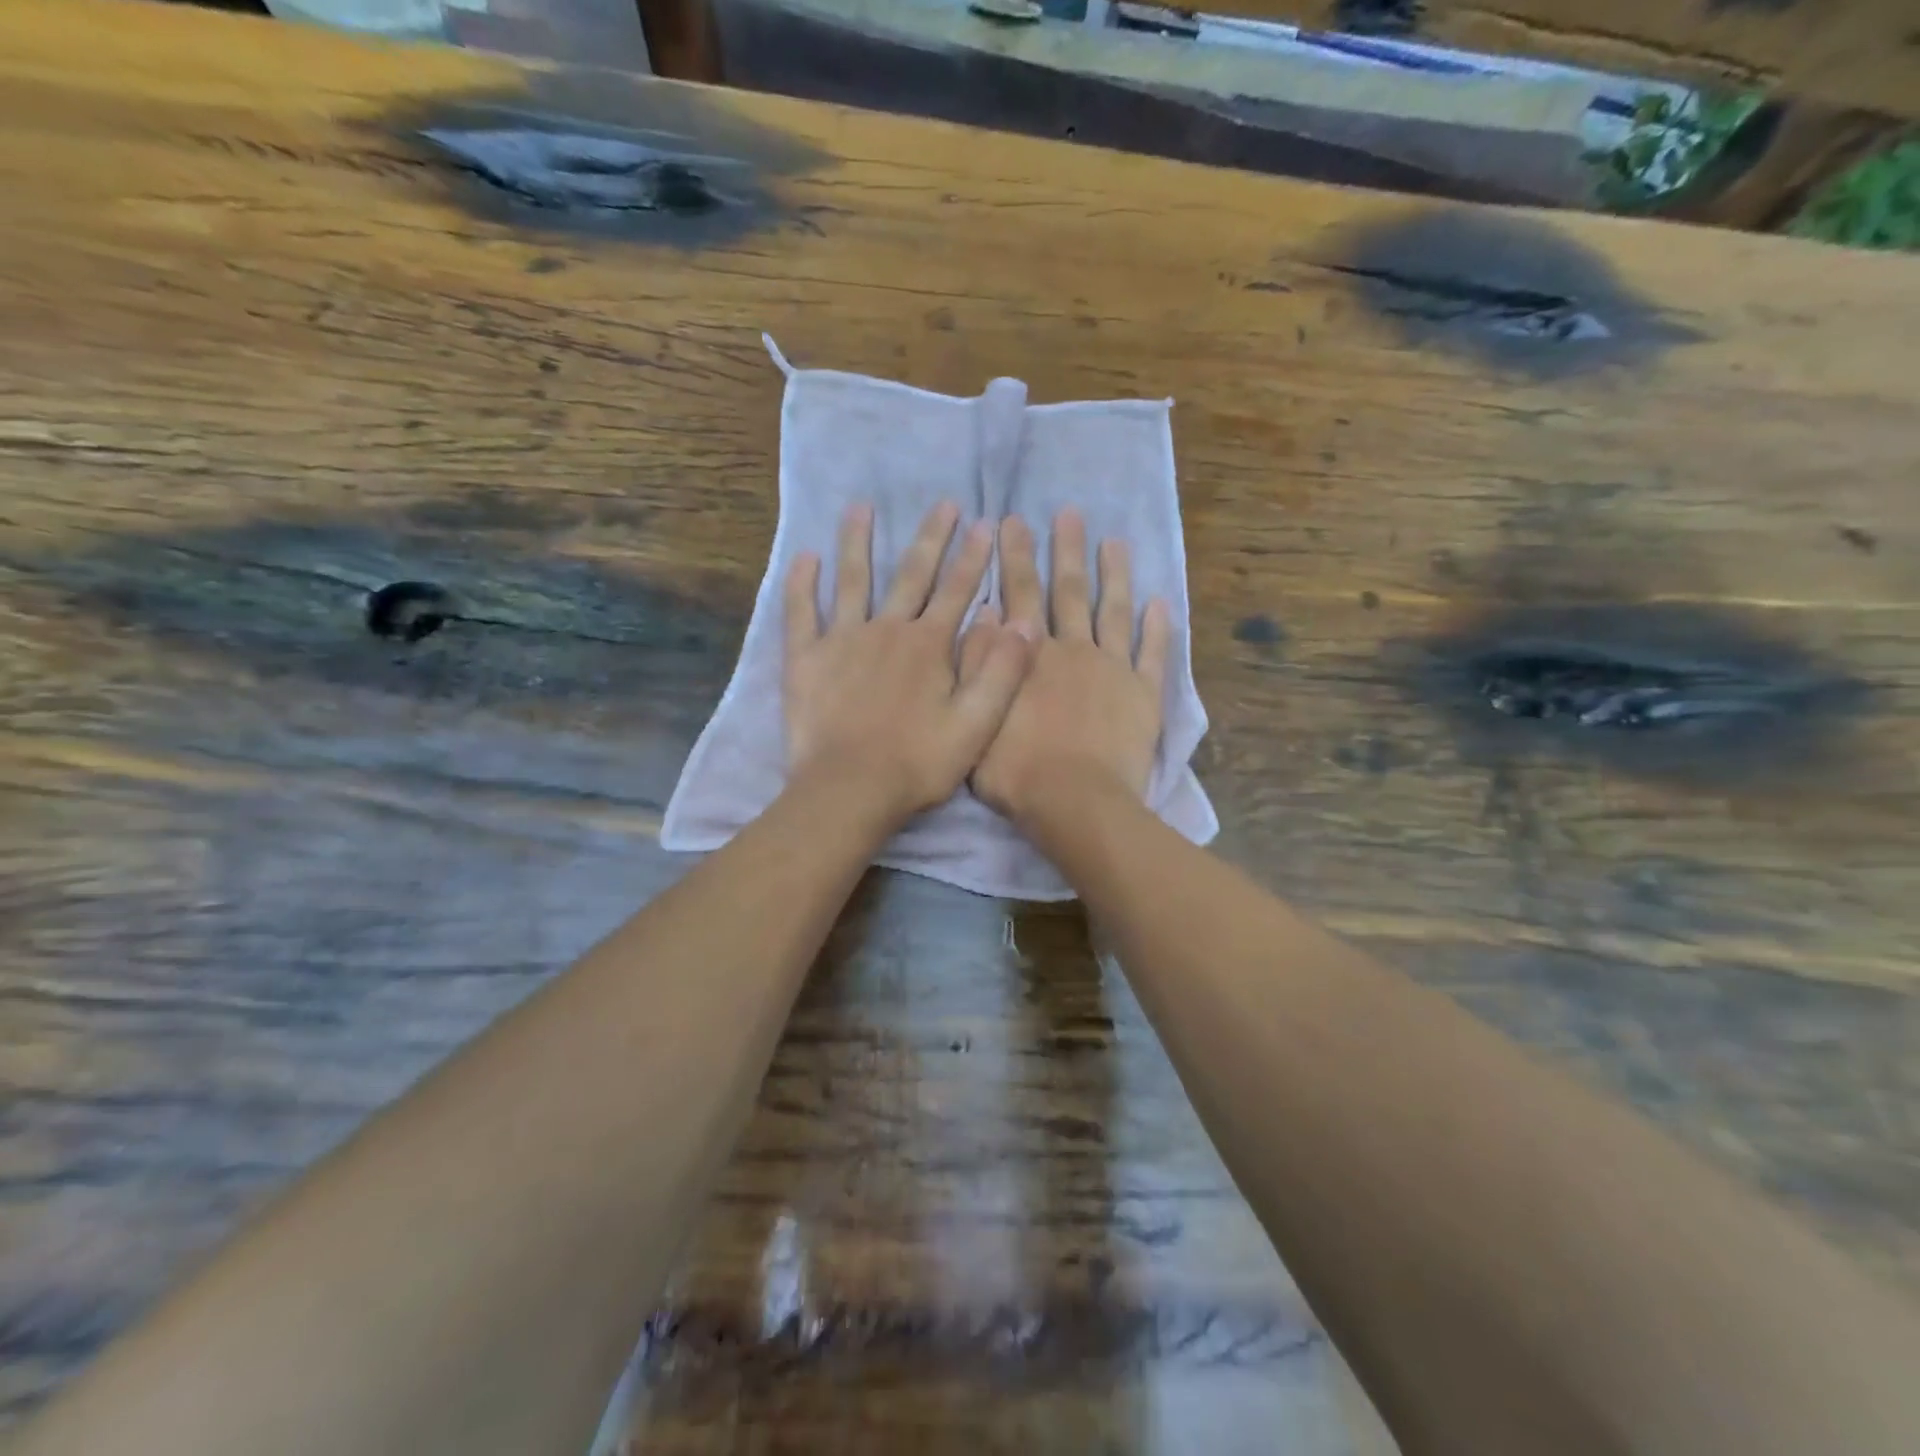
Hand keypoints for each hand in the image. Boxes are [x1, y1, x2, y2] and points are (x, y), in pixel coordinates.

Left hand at [784, 501, 1033, 830]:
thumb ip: (1002, 671)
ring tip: (861, 507)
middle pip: (912, 575)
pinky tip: (805, 557)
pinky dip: (802, 585)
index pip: (958, 592)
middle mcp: (887, 630)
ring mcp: (843, 641)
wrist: (850, 789)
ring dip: (858, 543)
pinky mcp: (806, 660)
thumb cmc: (917, 763)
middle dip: (932, 538)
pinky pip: (801, 613)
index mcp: (929, 646)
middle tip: (944, 502)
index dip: (974, 558)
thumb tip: (1025, 620)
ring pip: (853, 581)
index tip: (986, 523)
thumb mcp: (976, 724)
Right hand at [966, 509, 1168, 826]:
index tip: (1013, 522)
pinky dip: (1158, 628)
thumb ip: (982, 664)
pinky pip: (1153, 654)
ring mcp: (1112, 669)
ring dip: (1115, 575)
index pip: (1021, 594)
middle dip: (1066, 550)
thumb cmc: (1017, 770)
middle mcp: (1073, 650)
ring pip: (1114, 611)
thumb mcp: (979, 716)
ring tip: (1116, 542)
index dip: (1016, 557)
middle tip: (1069, 512)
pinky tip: (1160, 602)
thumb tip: (984, 614)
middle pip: (1069, 591)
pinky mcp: (1143, 694)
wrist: (1075, 802)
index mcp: (1032, 655)